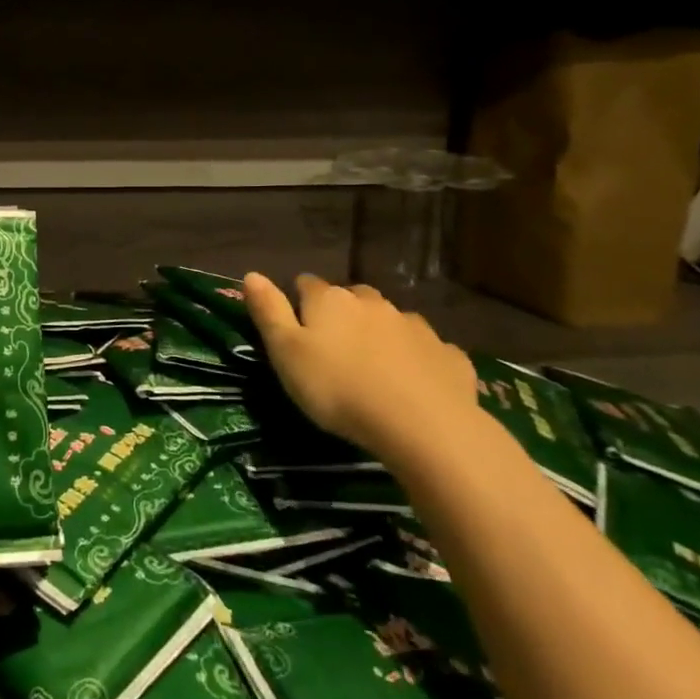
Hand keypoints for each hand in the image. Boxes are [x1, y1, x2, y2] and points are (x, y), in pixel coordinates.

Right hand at [243, 271, 479, 462]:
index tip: (295, 329)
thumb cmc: (338, 388)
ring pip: (390, 320)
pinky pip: (427, 349)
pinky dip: (417, 358)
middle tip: (334, 349)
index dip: (297, 302)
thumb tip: (251, 274)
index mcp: (329, 300)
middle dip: (342, 314)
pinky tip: (414, 383)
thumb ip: (268, 311)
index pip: (305, 284)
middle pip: (351, 298)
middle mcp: (372, 303)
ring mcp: (415, 326)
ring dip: (380, 334)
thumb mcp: (286, 353)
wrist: (423, 424)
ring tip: (373, 366)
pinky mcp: (448, 354)